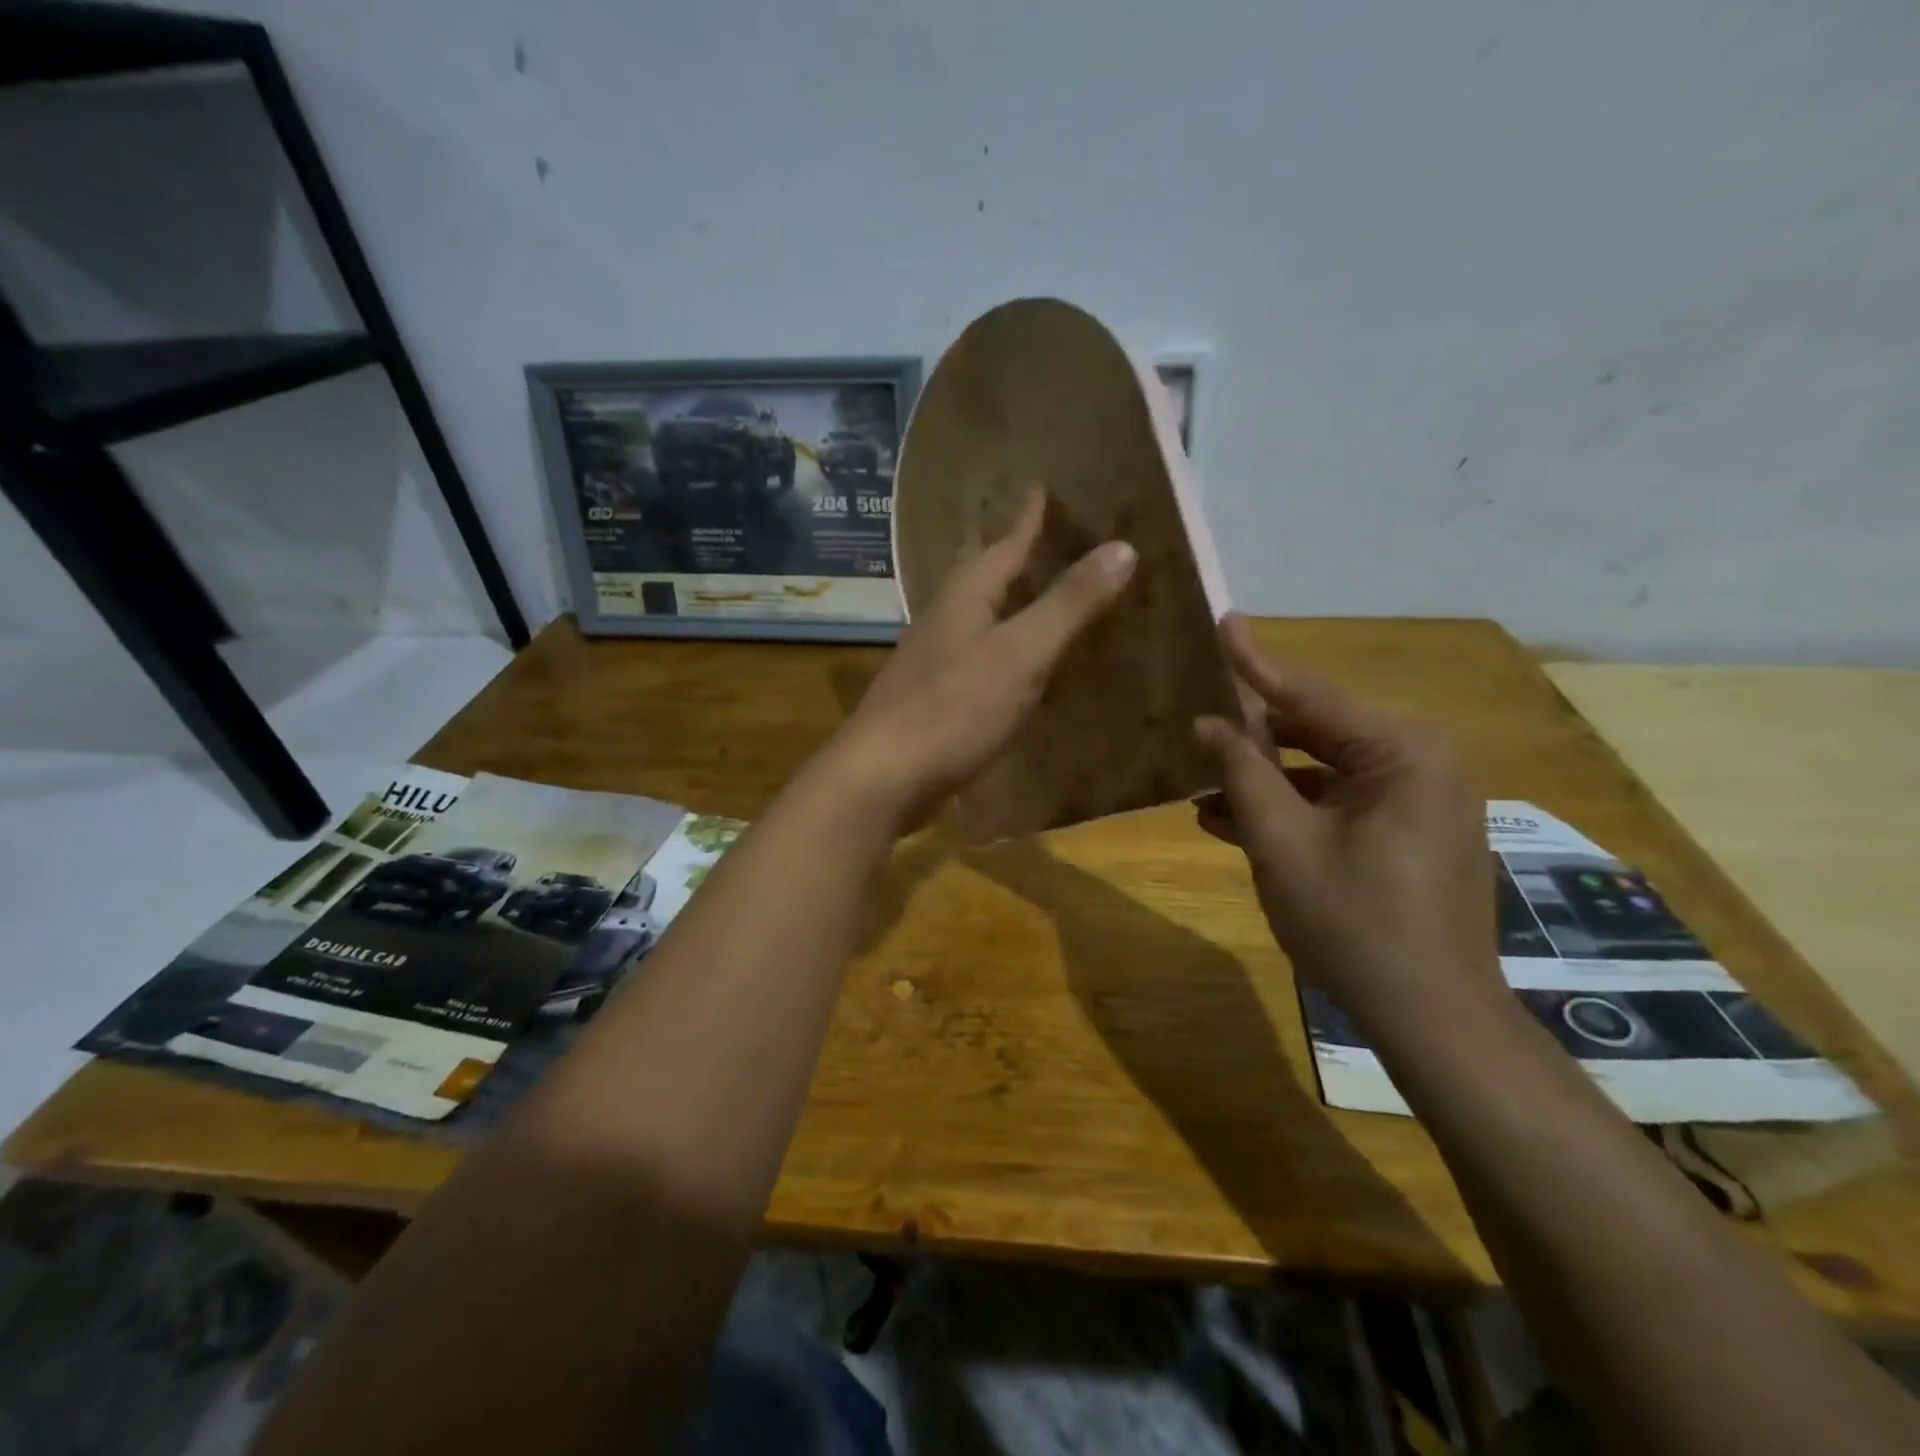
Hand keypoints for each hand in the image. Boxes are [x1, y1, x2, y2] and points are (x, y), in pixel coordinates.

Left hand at [827, 488, 1136, 831]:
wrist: (882, 775)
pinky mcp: (929, 697)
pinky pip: (971, 654)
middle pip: (978, 573)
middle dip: (1006, 552)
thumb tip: (1122, 547)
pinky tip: (1008, 664)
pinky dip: (996, 646)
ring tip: (1028, 592)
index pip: (1004, 544)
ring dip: (1000, 598)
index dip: (1027, 517)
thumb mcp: (1021, 654)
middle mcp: (943, 618)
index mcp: (965, 597)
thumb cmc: (953, 709)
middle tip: (1033, 534)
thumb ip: (1068, 604)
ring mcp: (931, 659)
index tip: (1039, 485)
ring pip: (972, 614)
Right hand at [1193, 615, 1499, 1036]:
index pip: (1311, 694)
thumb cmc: (1352, 922)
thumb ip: (1243, 772)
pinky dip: (1293, 807)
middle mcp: (1420, 762)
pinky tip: (1232, 820)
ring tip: (1200, 781)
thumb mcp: (1281, 842)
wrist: (1431, 1015)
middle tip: (1197, 718)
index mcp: (1403, 752)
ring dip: (1265, 778)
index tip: (1223, 622)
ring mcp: (1419, 800)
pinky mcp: (1410, 832)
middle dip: (1254, 733)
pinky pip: (1341, 802)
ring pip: (1324, 770)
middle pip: (1318, 730)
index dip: (1256, 663)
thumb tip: (1210, 723)